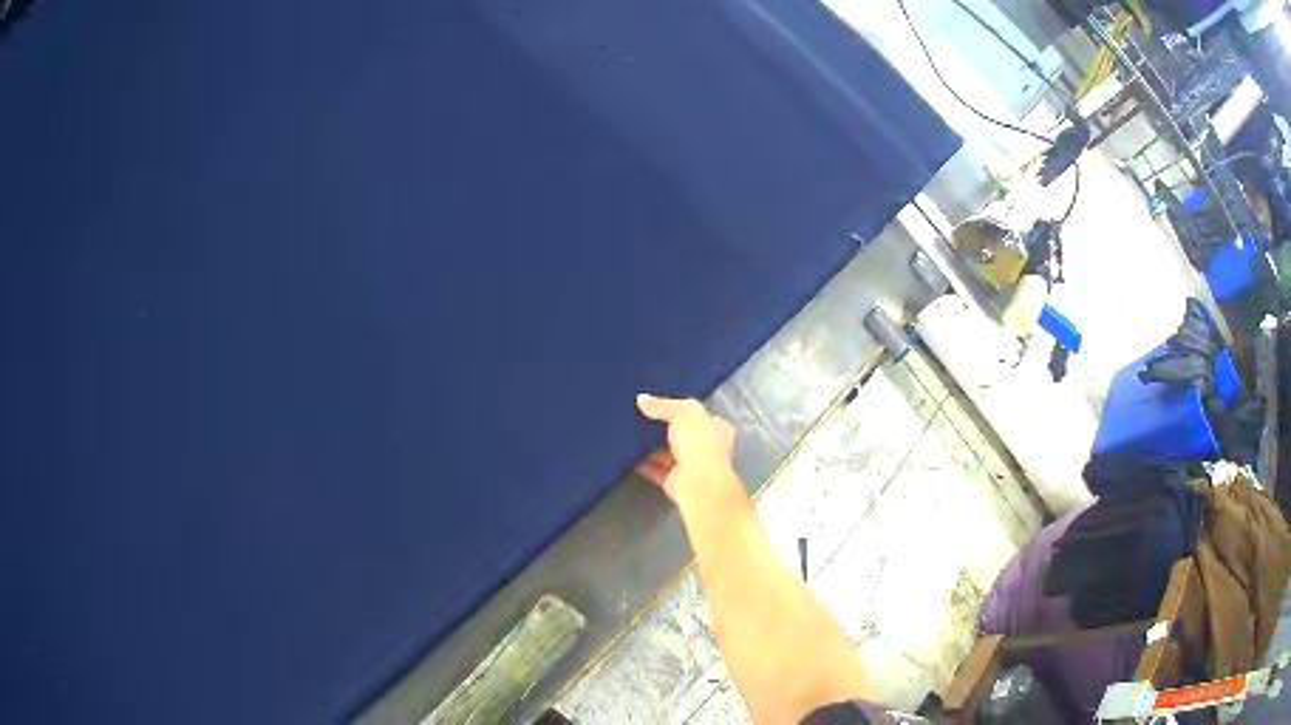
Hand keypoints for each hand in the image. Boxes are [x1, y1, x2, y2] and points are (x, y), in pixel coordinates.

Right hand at [635, 393, 738, 505]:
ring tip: (627, 432)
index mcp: (716, 428)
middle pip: (679, 433)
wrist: (698, 482)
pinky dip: (641, 462)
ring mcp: (690, 466)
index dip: (678, 408)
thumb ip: (663, 405)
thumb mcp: (683, 412)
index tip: (656, 404)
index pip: (696, 414)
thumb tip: (642, 399)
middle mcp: (706, 447)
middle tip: (637, 415)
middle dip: (660, 426)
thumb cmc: (699, 442)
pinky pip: (654, 468)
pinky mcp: (674, 481)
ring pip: (665, 452)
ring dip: (649, 445)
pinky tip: (626, 453)